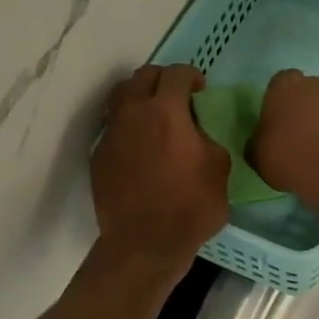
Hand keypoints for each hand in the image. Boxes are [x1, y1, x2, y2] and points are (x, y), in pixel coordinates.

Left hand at [92, 64, 228, 271]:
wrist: (145, 244)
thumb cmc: (190, 207)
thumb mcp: (219, 169)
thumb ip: (207, 138)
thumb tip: (195, 133)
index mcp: (166, 111)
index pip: (176, 74)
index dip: (191, 76)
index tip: (200, 89)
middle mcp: (133, 114)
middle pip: (143, 77)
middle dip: (163, 79)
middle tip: (177, 96)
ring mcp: (111, 134)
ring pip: (120, 97)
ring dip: (139, 97)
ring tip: (153, 115)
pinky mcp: (99, 156)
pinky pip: (113, 127)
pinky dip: (128, 126)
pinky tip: (140, 146)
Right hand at [249, 69, 318, 218]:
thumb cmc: (289, 160)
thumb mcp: (257, 155)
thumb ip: (260, 138)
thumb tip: (265, 139)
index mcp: (287, 87)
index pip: (281, 83)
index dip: (282, 103)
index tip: (281, 123)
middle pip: (313, 93)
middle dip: (310, 110)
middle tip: (306, 139)